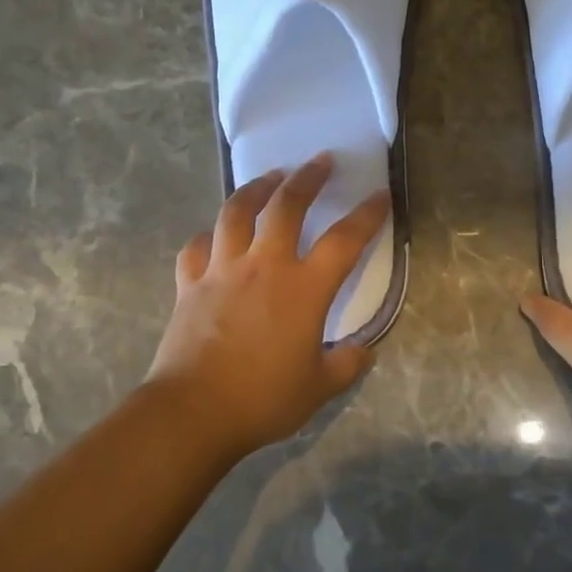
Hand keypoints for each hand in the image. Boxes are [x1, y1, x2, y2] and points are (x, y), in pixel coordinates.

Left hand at [147, 153, 388, 457]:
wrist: (194, 411)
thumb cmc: (263, 399)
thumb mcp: (319, 388)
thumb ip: (347, 364)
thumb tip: (363, 351)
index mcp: (304, 288)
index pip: (345, 240)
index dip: (367, 214)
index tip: (380, 195)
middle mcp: (264, 265)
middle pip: (287, 205)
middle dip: (307, 178)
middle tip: (320, 160)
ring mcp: (222, 270)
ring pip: (237, 212)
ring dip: (256, 188)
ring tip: (270, 177)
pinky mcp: (190, 284)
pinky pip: (197, 247)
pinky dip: (208, 236)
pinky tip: (215, 235)